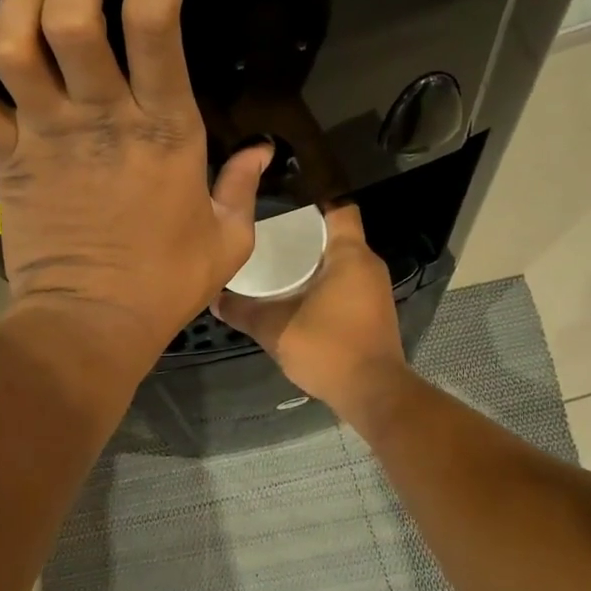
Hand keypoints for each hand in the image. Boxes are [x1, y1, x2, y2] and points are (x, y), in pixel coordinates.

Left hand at [0, 0, 271, 360]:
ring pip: (23, 41)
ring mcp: (44, 135)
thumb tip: (261, 150)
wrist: (89, 327)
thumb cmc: (164, 286)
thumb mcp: (226, 240)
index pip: (162, 25)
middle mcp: (101, 118)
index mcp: (165, 132)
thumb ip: (243, 188)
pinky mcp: (5, 158)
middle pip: (81, 16)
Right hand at [214, 205, 408, 423]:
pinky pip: (347, 283)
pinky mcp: (374, 312)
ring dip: (314, 261)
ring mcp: (375, 289)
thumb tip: (214, 298)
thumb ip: (244, 311)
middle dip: (305, 233)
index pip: (338, 206)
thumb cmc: (328, 348)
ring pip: (342, 261)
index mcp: (350, 255)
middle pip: (337, 234)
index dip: (313, 197)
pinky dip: (325, 282)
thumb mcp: (275, 329)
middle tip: (268, 232)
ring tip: (277, 262)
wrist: (372, 393)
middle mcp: (368, 265)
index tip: (283, 198)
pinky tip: (298, 294)